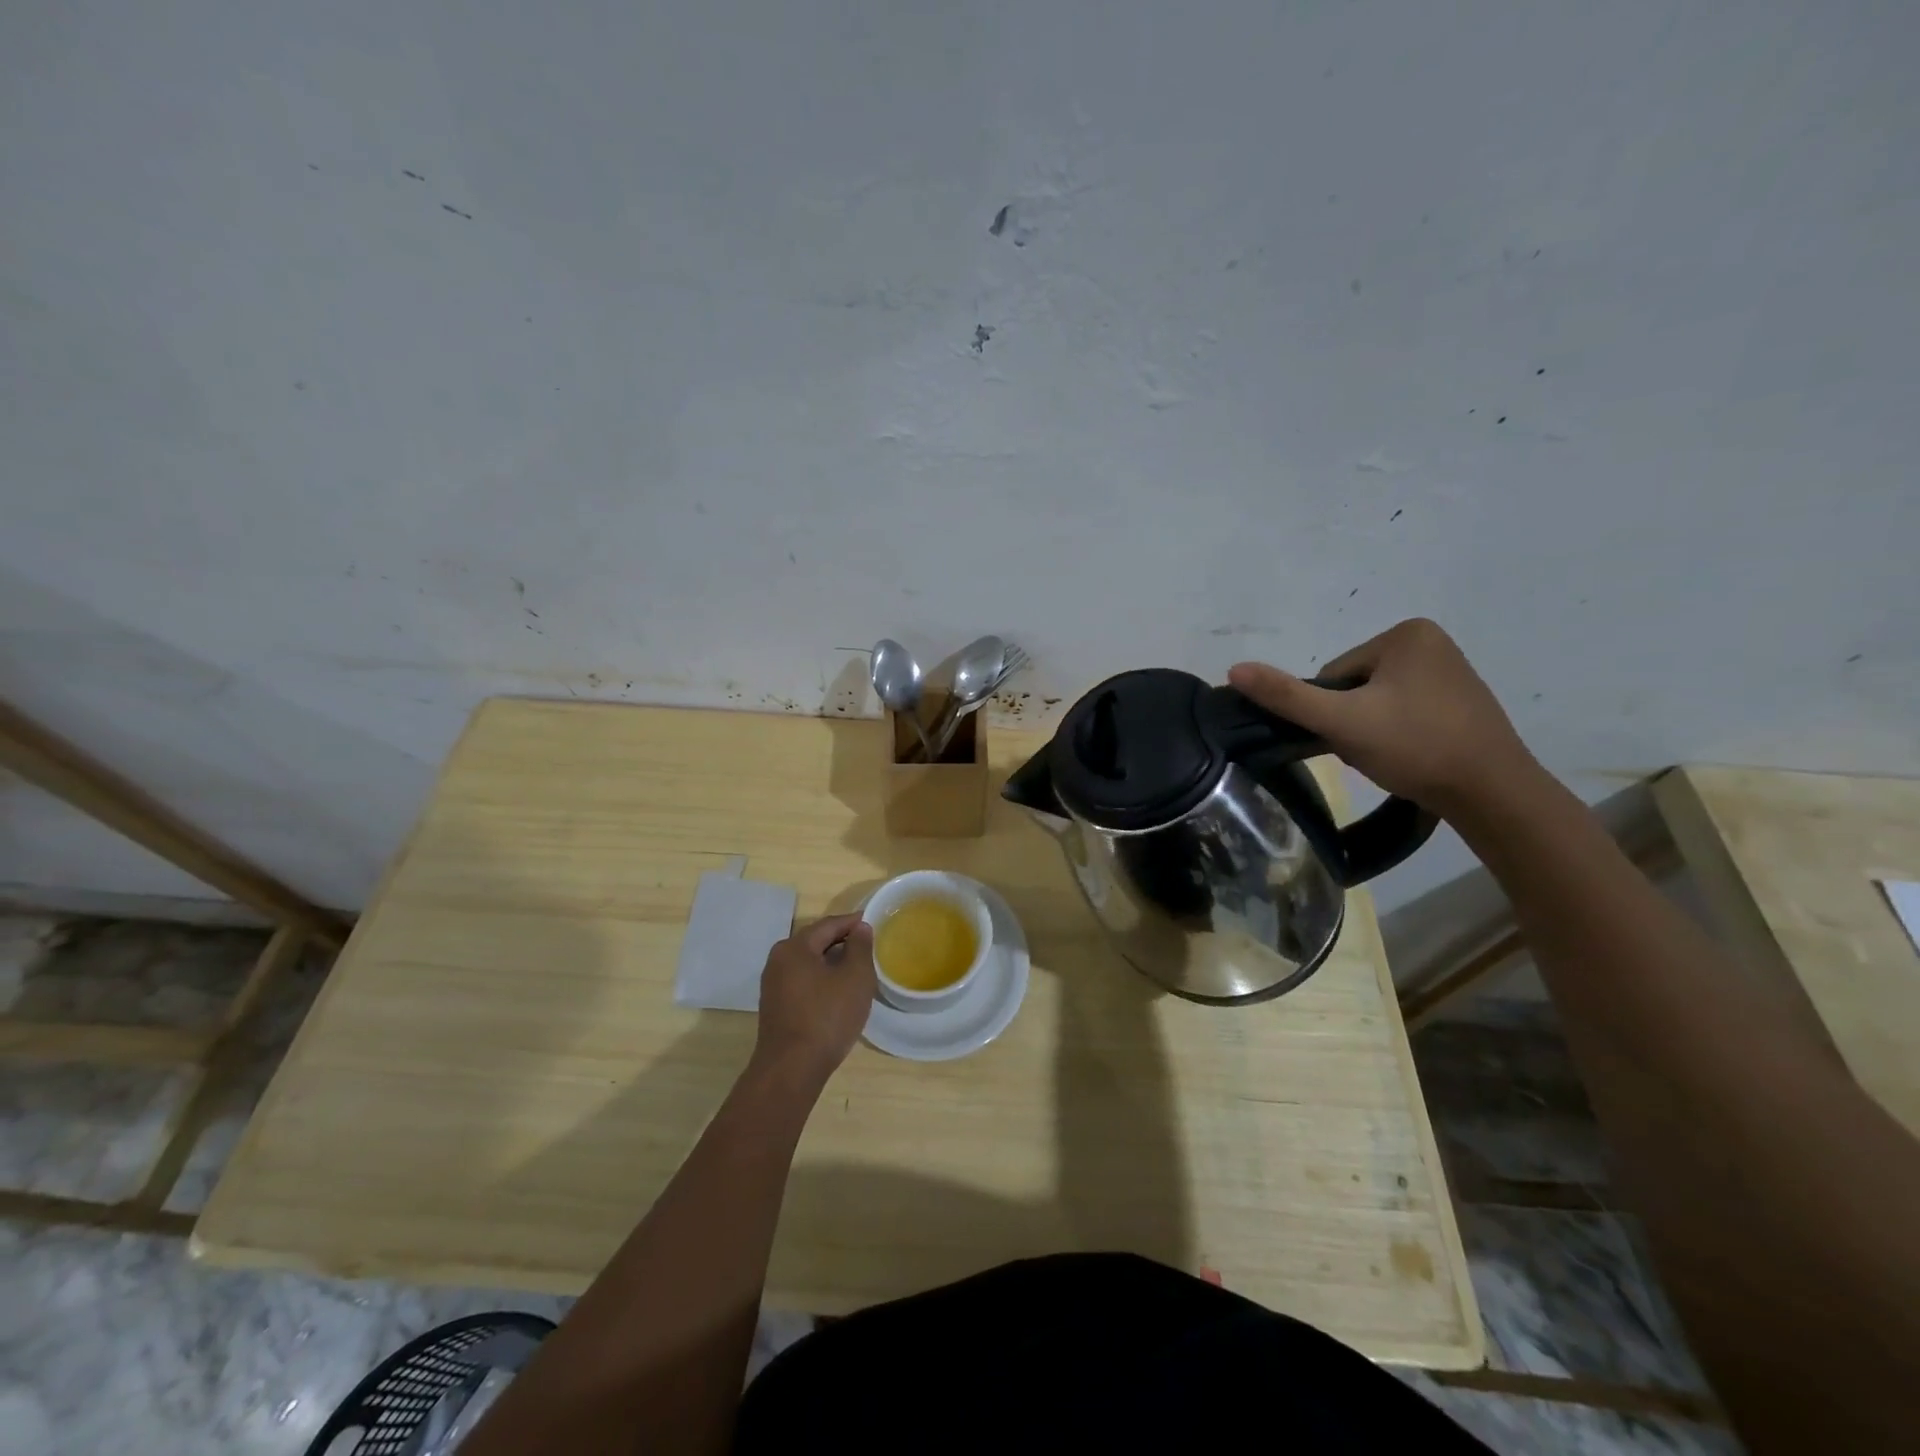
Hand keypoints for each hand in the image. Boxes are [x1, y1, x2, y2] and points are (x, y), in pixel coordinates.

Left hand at [750, 914, 876, 1086]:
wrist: (792, 1069)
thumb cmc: (827, 1017)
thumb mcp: (855, 978)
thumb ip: (860, 947)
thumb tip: (860, 928)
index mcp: (794, 947)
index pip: (828, 925)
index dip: (852, 922)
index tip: (872, 922)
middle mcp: (778, 960)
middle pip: (815, 942)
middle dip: (842, 942)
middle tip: (867, 946)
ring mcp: (773, 985)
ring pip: (809, 964)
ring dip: (832, 962)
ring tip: (856, 969)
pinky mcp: (775, 1007)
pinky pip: (802, 982)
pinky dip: (821, 980)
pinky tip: (837, 993)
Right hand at [1228, 618, 1539, 817]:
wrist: (1492, 793)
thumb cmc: (1415, 746)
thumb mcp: (1342, 721)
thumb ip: (1286, 697)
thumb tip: (1233, 669)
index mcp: (1406, 634)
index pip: (1334, 674)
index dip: (1331, 711)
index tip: (1353, 737)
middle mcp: (1431, 642)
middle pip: (1354, 686)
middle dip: (1351, 720)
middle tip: (1371, 751)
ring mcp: (1449, 671)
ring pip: (1376, 702)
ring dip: (1370, 730)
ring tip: (1391, 756)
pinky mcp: (1460, 700)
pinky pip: (1403, 711)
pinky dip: (1396, 734)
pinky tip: (1409, 756)